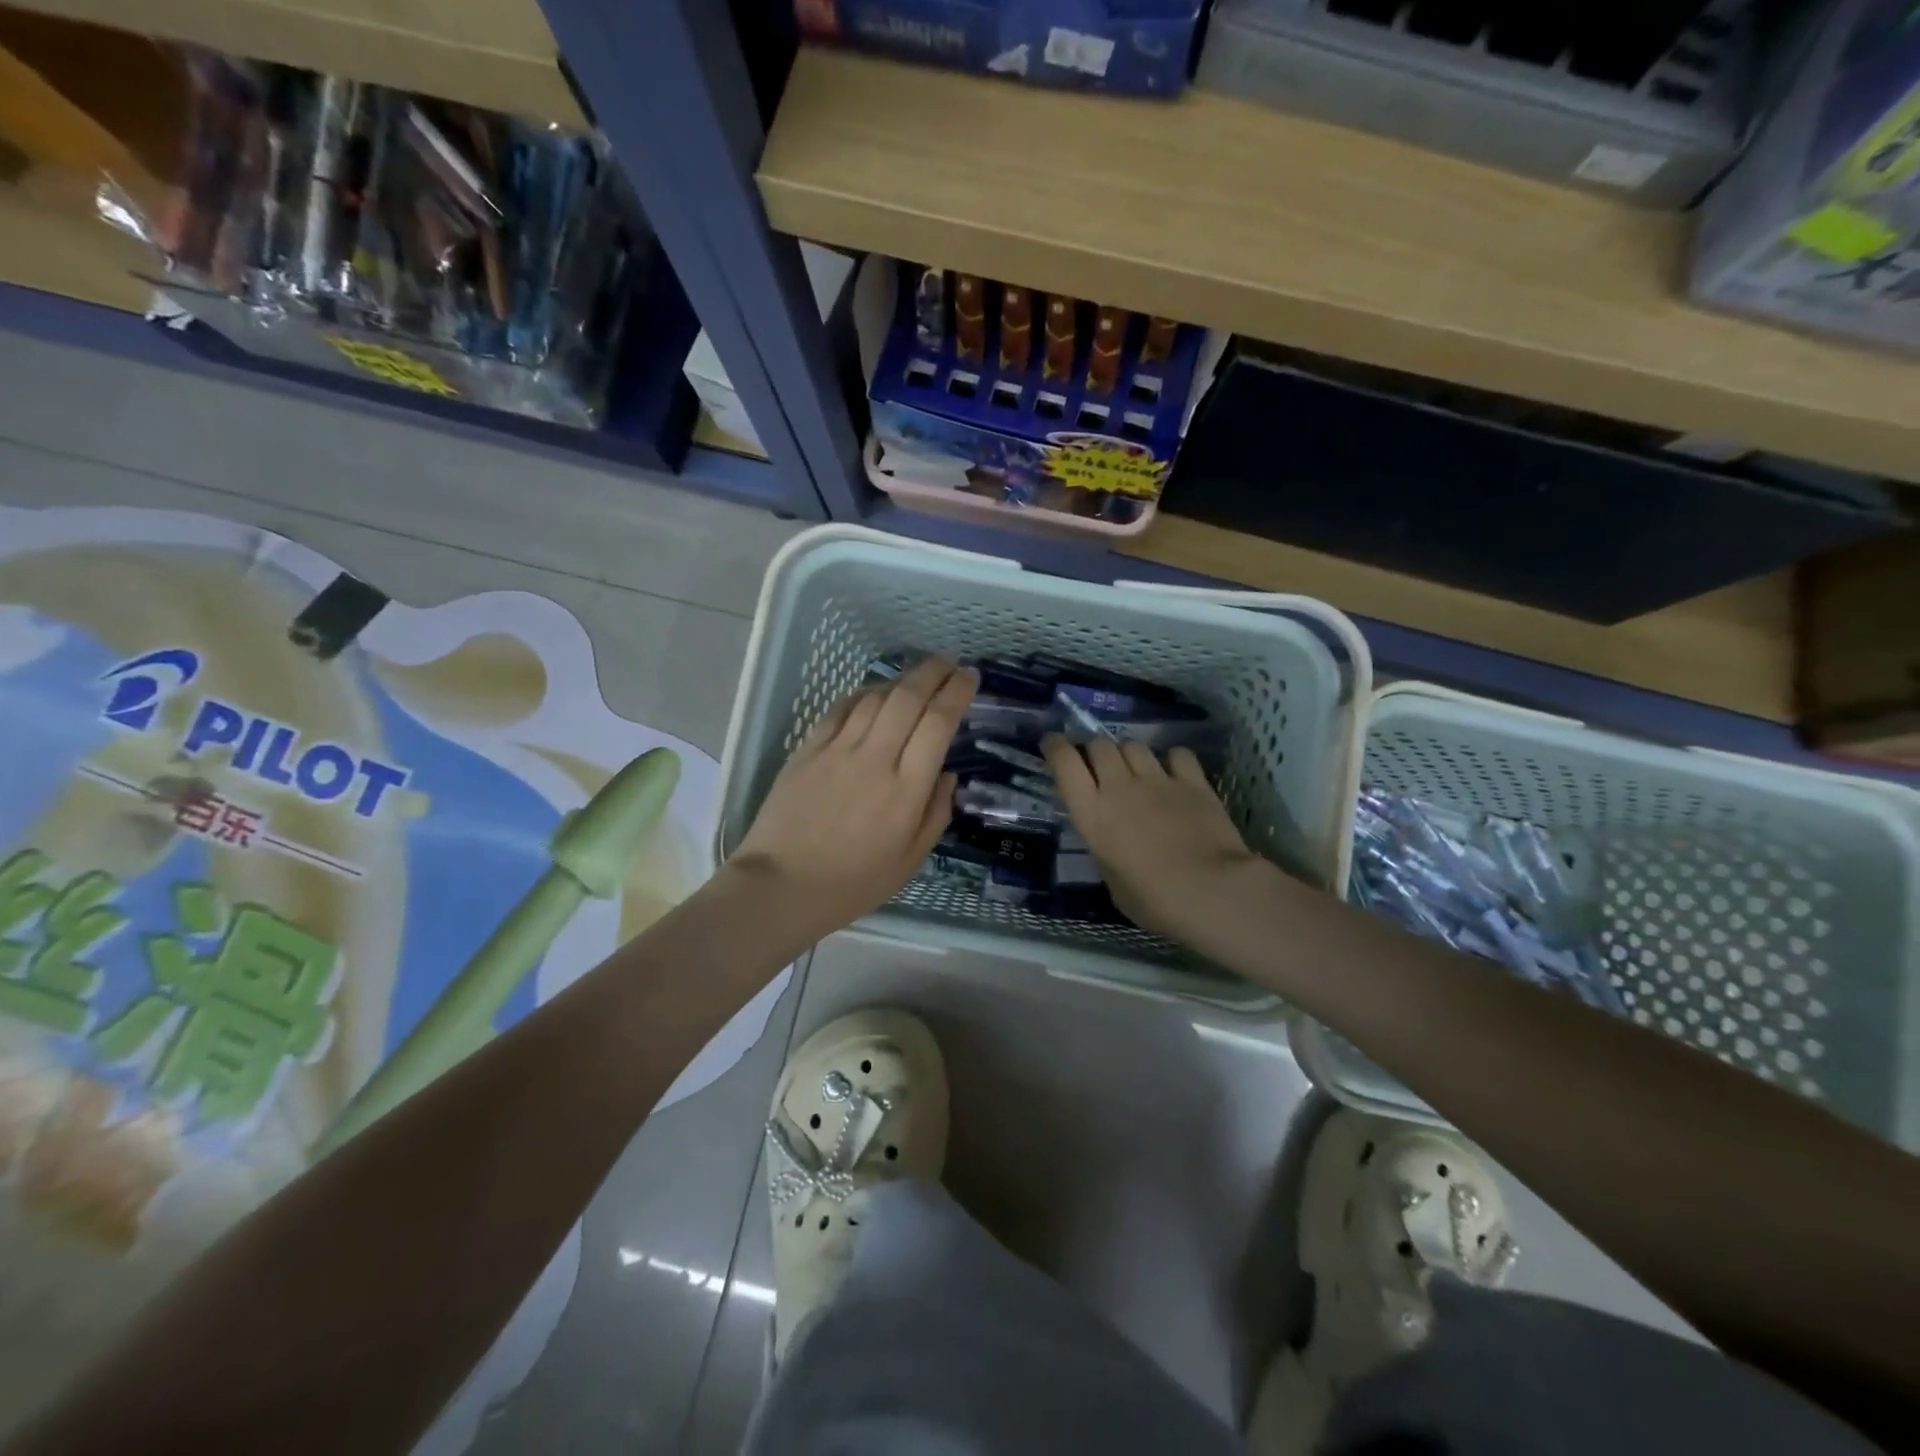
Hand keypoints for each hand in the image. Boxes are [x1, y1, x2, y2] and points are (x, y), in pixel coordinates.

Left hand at [725, 659, 977, 948]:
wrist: (781, 886)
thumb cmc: (853, 883)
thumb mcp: (910, 861)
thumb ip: (936, 813)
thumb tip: (948, 775)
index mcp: (907, 789)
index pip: (938, 723)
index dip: (957, 692)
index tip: (970, 677)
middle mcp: (876, 759)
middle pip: (908, 697)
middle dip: (933, 672)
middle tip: (948, 664)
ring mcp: (838, 750)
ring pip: (874, 697)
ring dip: (900, 680)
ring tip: (915, 679)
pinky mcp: (808, 750)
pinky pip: (840, 709)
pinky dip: (861, 694)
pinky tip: (871, 694)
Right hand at [1044, 735, 1275, 945]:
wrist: (1211, 891)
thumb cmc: (1153, 900)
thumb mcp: (1112, 880)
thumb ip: (1105, 849)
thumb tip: (1111, 840)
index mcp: (1092, 813)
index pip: (1064, 762)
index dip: (1055, 747)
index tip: (1052, 743)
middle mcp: (1119, 787)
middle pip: (1099, 745)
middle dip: (1094, 750)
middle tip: (1098, 766)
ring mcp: (1158, 780)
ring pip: (1134, 745)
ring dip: (1128, 753)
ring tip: (1134, 769)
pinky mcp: (1194, 782)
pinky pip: (1176, 754)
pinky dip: (1170, 759)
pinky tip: (1173, 772)